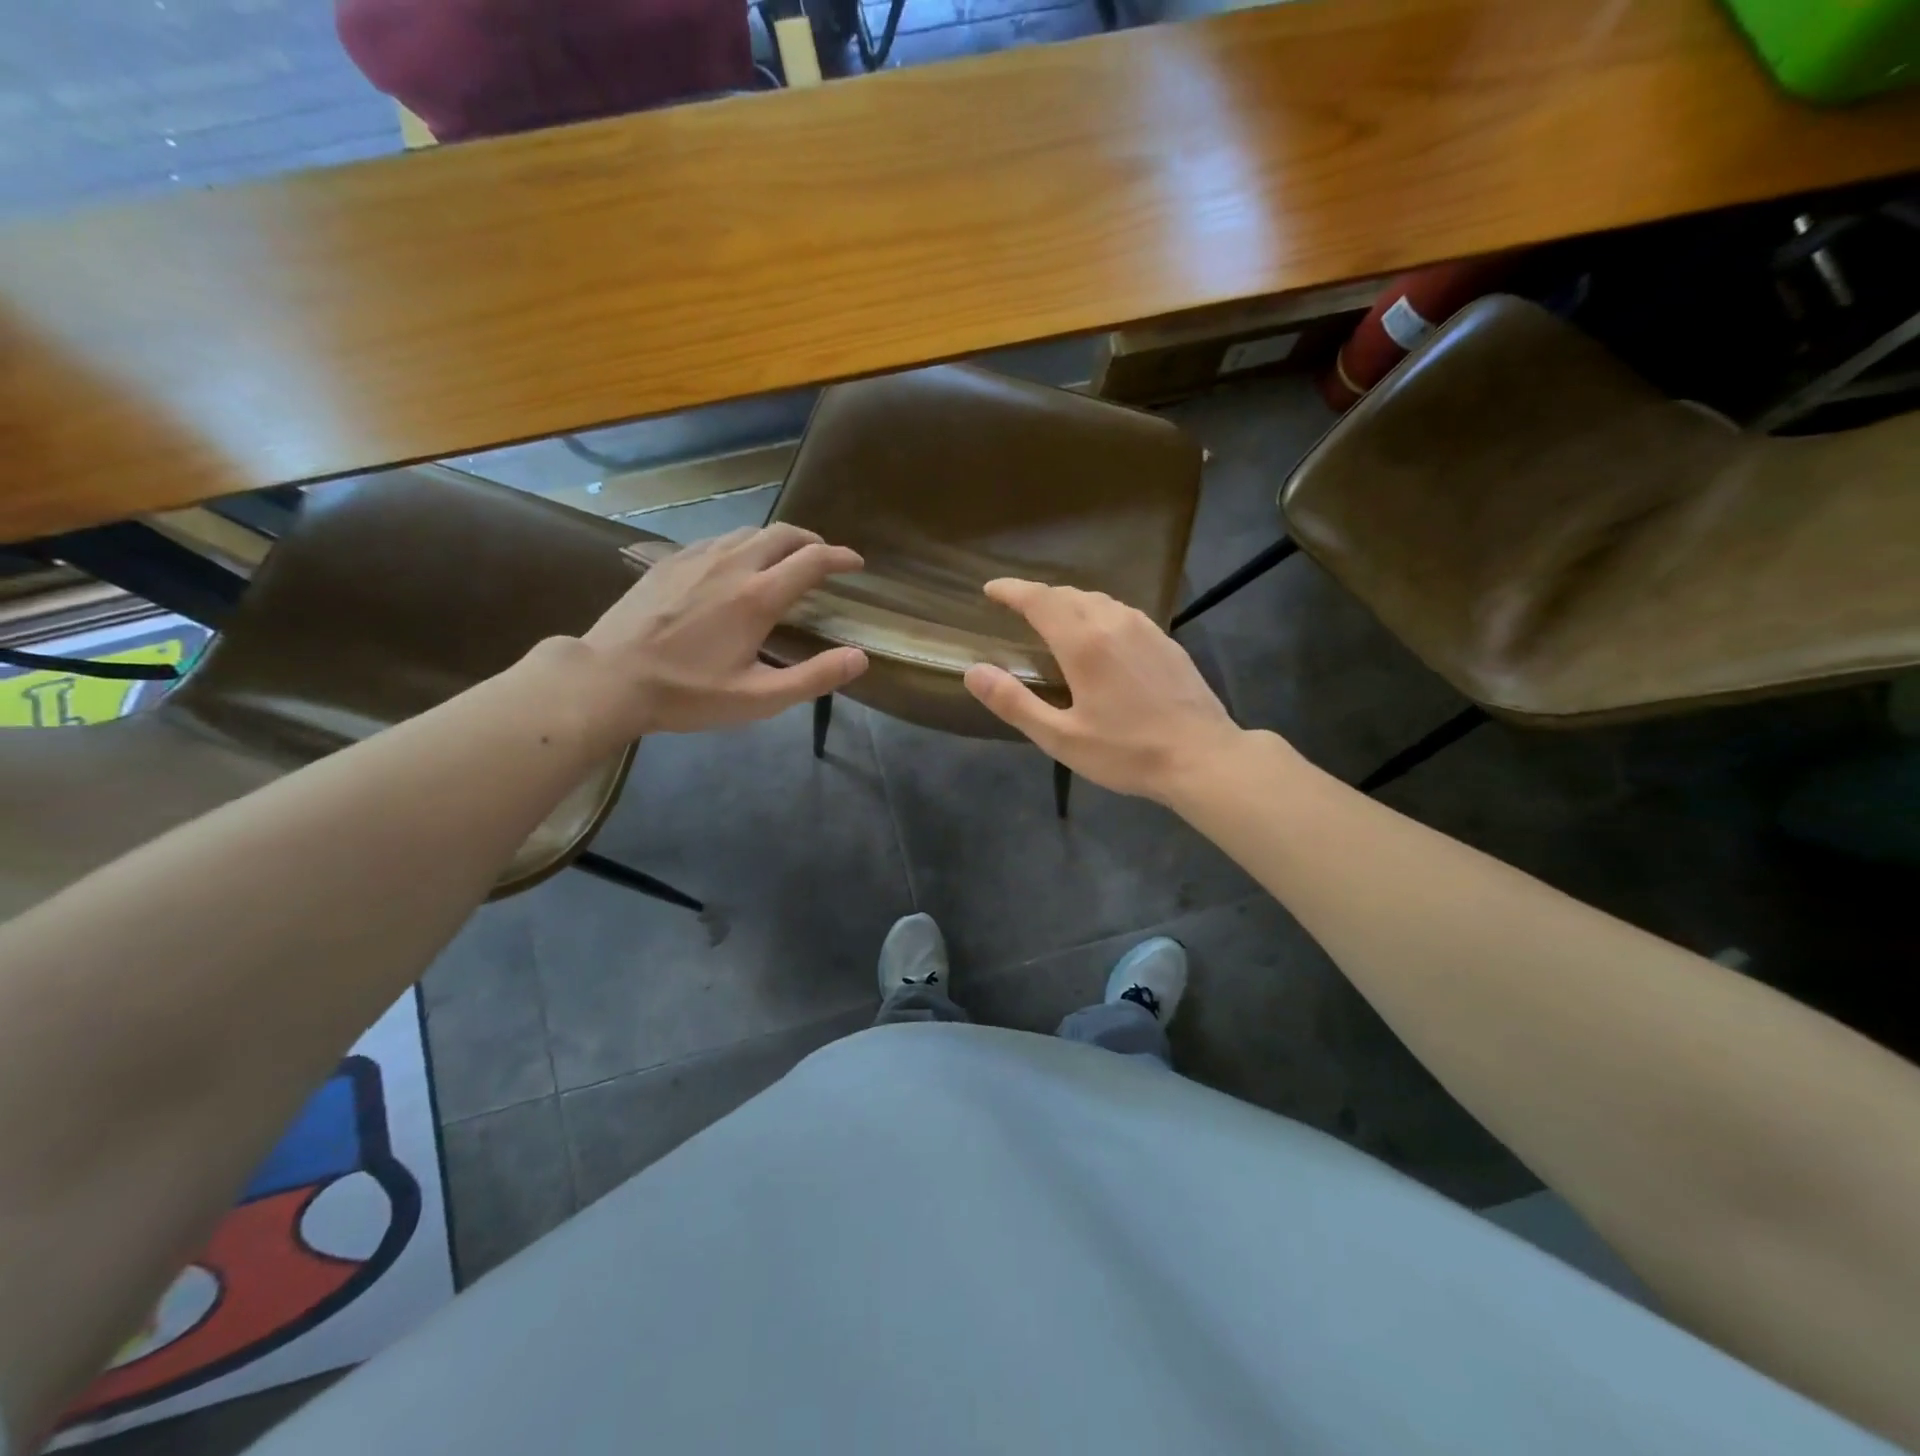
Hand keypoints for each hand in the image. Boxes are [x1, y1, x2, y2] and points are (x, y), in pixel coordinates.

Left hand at [573, 524, 868, 738]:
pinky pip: (718, 540)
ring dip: (777, 541)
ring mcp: (696, 558)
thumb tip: (860, 658)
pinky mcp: (670, 561)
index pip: (812, 560)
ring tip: (785, 560)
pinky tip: (735, 566)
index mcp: (758, 597)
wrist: (609, 679)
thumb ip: (814, 677)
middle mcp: (732, 564)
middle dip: (812, 541)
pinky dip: (742, 545)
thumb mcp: (758, 699)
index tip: (856, 564)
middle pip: (783, 534)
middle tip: (824, 559)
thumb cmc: (687, 694)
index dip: (841, 558)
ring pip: (749, 533)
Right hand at [963, 579, 1246, 802]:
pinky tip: (1100, 636)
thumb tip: (974, 671)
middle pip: (1068, 595)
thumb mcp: (1061, 738)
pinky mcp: (1166, 641)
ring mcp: (1145, 629)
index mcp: (1084, 643)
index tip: (990, 590)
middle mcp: (1114, 623)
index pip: (1039, 599)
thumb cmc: (1128, 752)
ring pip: (1098, 600)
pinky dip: (1098, 614)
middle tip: (1017, 609)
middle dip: (1038, 596)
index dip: (1011, 590)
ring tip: (1054, 620)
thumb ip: (1014, 703)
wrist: (1203, 757)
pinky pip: (1122, 613)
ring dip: (1069, 603)